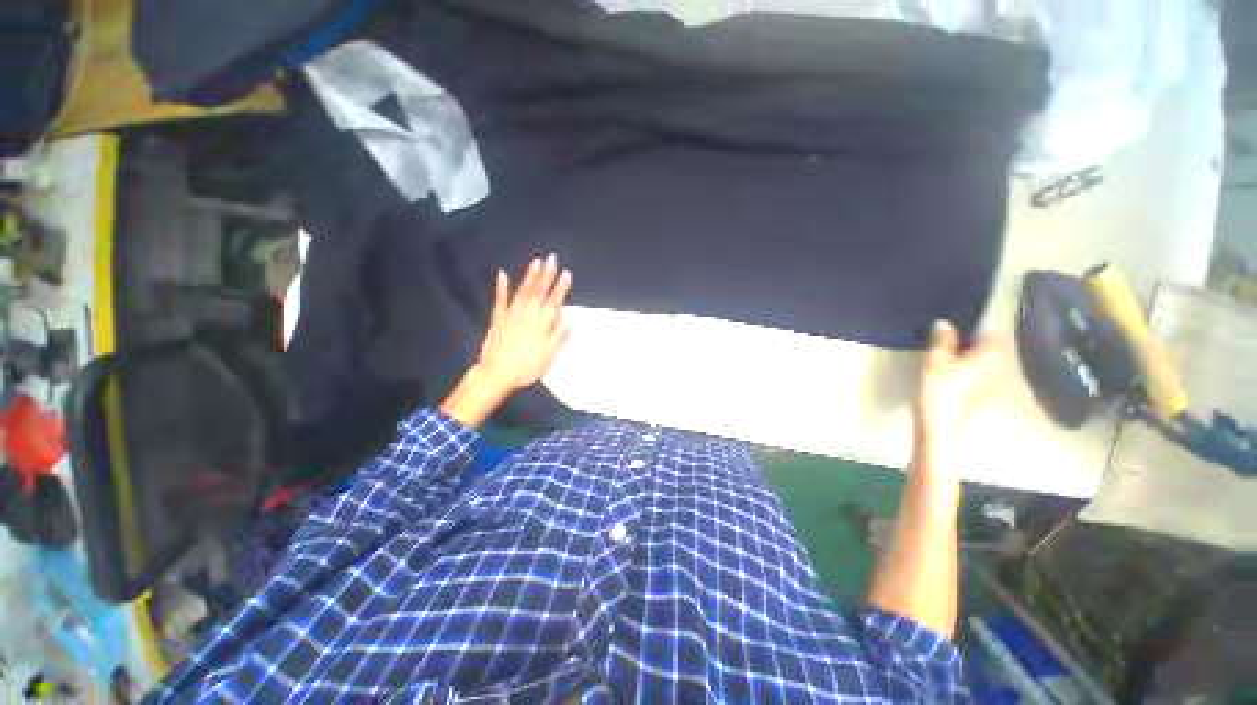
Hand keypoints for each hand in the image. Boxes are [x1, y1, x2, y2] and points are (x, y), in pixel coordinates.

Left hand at [475, 254, 572, 391]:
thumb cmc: (527, 367)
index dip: (561, 287)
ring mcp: (512, 314)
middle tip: (552, 258)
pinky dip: (501, 287)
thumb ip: (559, 336)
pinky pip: (501, 300)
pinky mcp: (498, 318)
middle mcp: (528, 314)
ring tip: (536, 261)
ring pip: (523, 291)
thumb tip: (569, 319)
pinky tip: (502, 274)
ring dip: (530, 276)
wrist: (497, 373)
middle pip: (539, 292)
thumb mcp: (549, 356)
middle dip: (547, 275)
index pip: (554, 302)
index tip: (567, 273)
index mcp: (542, 324)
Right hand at [914, 320, 997, 460]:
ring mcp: (990, 386)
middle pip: (987, 350)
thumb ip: (941, 342)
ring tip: (945, 355)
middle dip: (970, 343)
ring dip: (966, 358)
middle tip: (948, 338)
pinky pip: (975, 378)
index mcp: (990, 356)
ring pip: (981, 365)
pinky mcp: (980, 399)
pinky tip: (947, 375)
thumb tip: (944, 323)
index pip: (990, 333)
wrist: (942, 430)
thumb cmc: (940, 392)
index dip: (975, 326)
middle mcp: (996, 369)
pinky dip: (964, 372)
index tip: (957, 323)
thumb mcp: (935, 362)